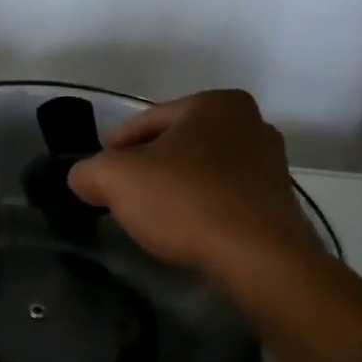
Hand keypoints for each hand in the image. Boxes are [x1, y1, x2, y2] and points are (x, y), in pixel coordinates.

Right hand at [67, 90, 322, 291]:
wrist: (259, 257)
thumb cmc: (185, 201)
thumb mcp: (115, 179)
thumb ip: (88, 172)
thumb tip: (84, 179)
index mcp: (215, 103)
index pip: (145, 122)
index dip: (113, 150)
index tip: (99, 176)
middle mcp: (250, 123)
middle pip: (175, 145)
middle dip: (147, 169)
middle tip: (121, 197)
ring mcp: (270, 163)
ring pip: (200, 171)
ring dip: (174, 189)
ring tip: (152, 217)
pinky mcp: (278, 201)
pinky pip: (223, 197)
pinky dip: (200, 208)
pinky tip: (185, 230)